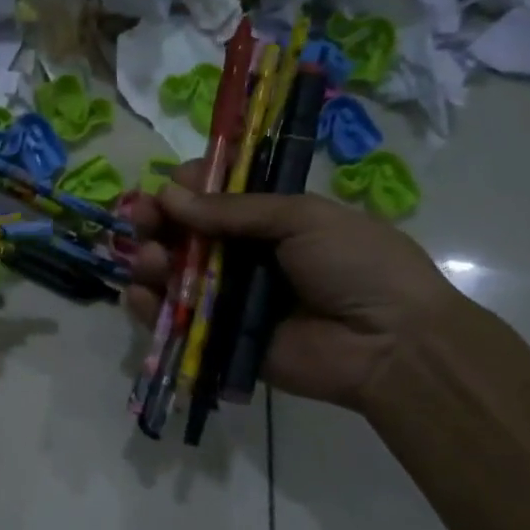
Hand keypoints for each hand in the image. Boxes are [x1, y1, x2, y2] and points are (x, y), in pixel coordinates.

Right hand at [124, 167, 460, 409]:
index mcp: (269, 221)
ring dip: (152, 260)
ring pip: (173, 273)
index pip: (214, 198)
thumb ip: (233, 209)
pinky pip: (175, 319)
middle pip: (185, 234)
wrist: (390, 344)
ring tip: (152, 259)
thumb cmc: (357, 265)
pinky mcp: (219, 338)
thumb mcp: (303, 218)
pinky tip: (139, 294)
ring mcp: (229, 299)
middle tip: (140, 218)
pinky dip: (149, 307)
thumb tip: (167, 194)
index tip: (167, 184)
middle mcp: (243, 256)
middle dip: (157, 222)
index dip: (186, 188)